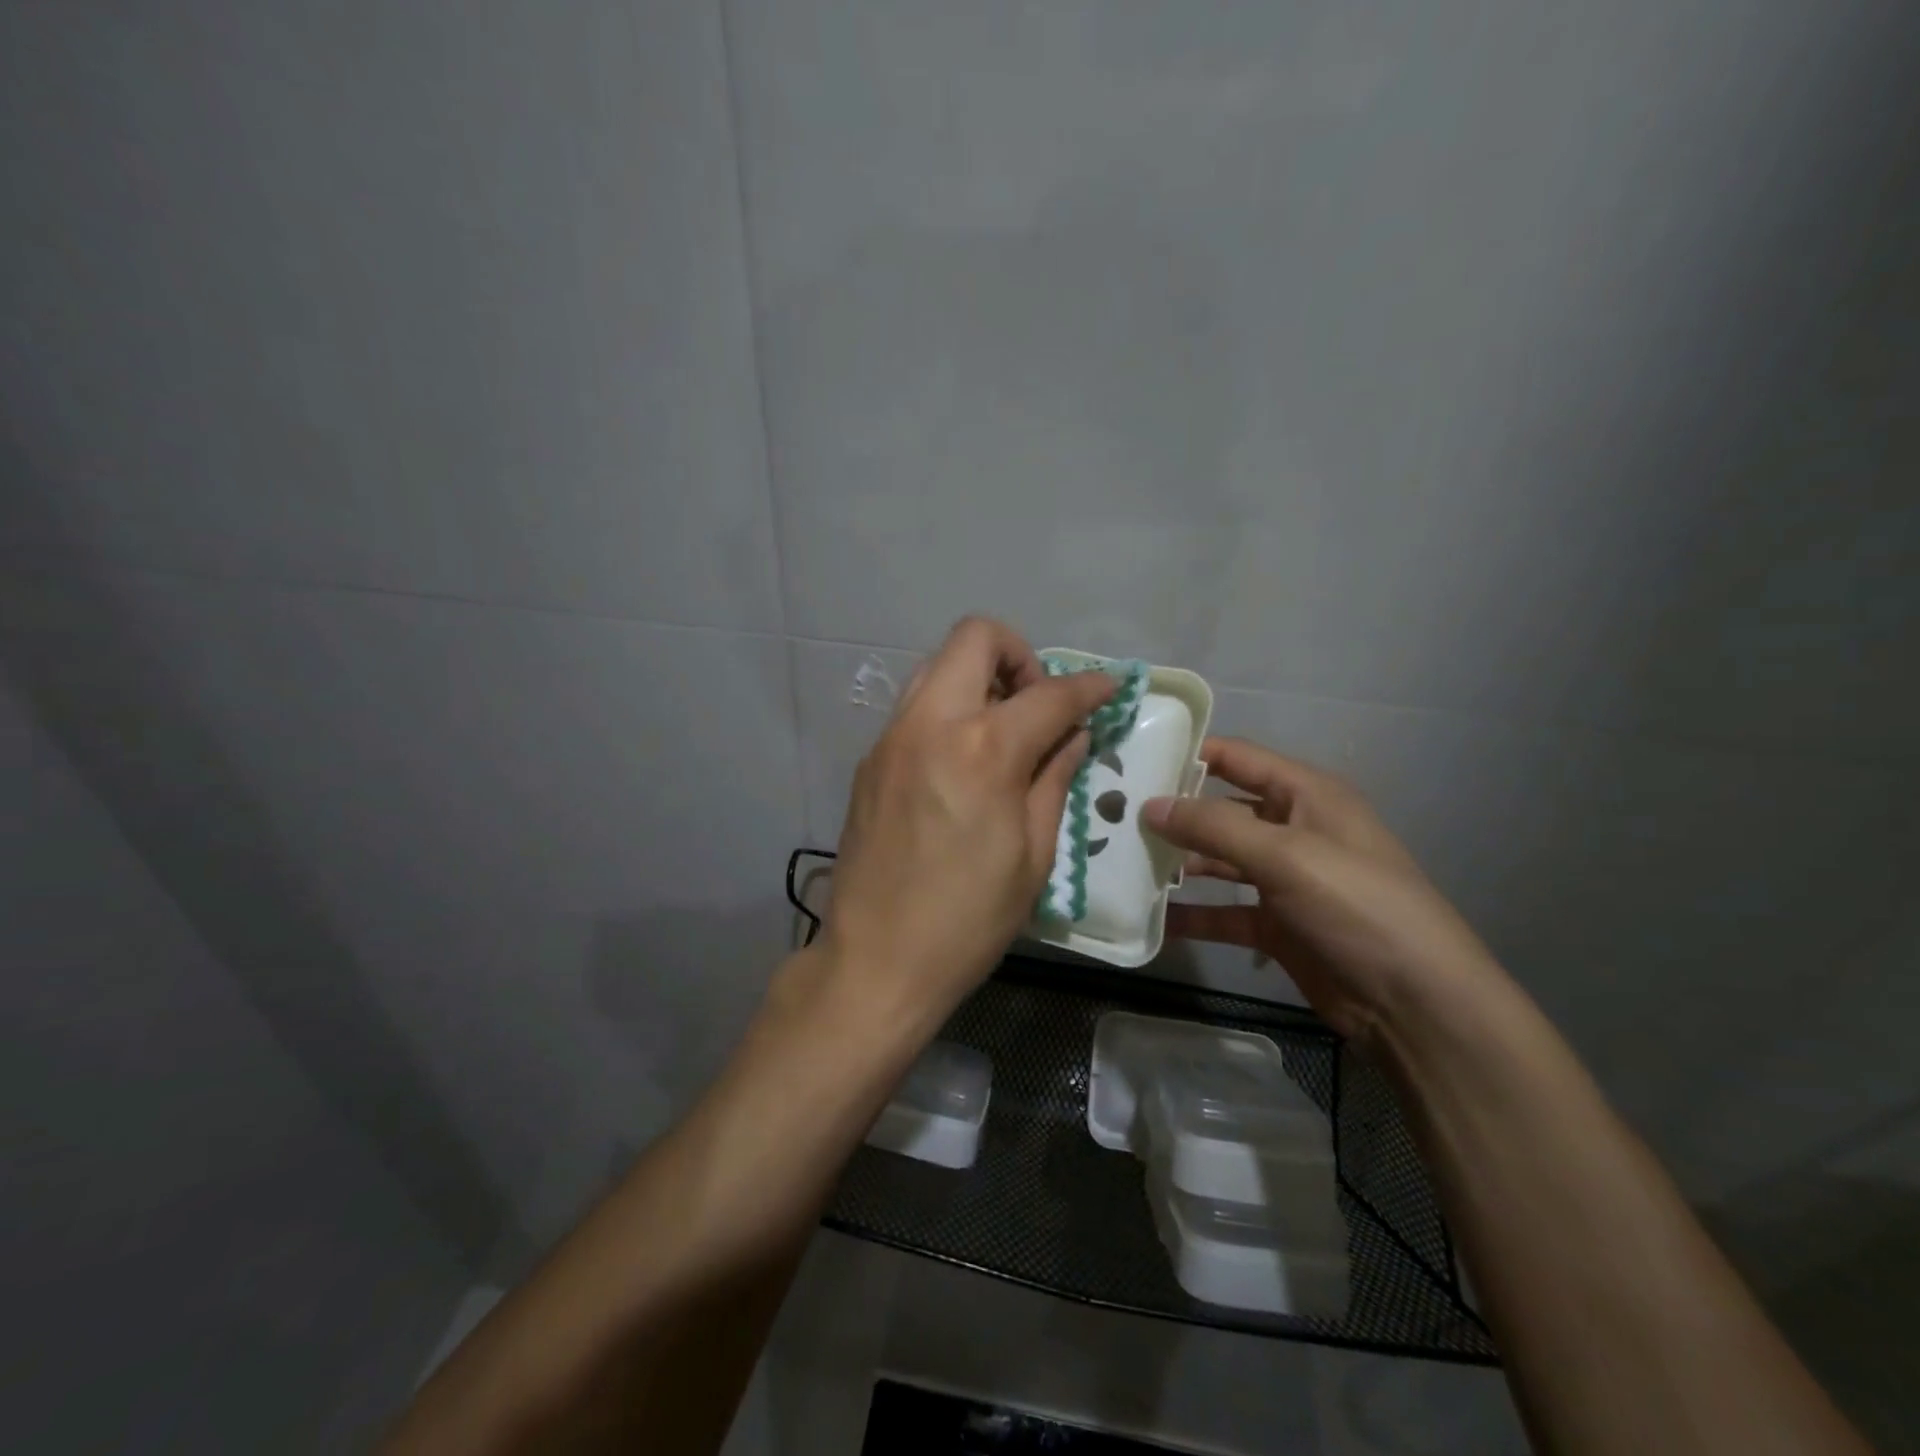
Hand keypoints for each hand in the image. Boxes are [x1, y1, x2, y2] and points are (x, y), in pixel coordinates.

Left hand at [822, 618, 1116, 1025]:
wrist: (876, 961)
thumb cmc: (968, 919)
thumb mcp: (1033, 854)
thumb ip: (1054, 778)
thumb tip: (1073, 734)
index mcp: (982, 750)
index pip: (1048, 692)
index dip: (1088, 686)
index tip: (1108, 688)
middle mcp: (929, 724)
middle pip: (975, 638)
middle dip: (1019, 656)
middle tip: (1038, 706)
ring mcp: (890, 738)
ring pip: (937, 666)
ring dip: (978, 678)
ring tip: (1003, 731)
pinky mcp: (869, 760)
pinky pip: (916, 708)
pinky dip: (949, 711)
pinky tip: (963, 761)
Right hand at [1146, 738, 1507, 1046]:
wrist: (1414, 1003)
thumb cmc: (1356, 905)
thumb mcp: (1285, 855)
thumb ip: (1213, 826)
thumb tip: (1149, 805)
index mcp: (1306, 795)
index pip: (1237, 758)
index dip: (1189, 753)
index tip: (1133, 758)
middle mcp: (1292, 829)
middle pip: (1221, 809)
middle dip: (1174, 811)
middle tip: (1113, 814)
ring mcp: (1284, 880)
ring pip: (1219, 860)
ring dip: (1179, 862)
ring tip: (1123, 860)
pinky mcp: (1276, 925)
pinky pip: (1224, 912)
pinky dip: (1193, 915)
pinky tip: (1152, 918)